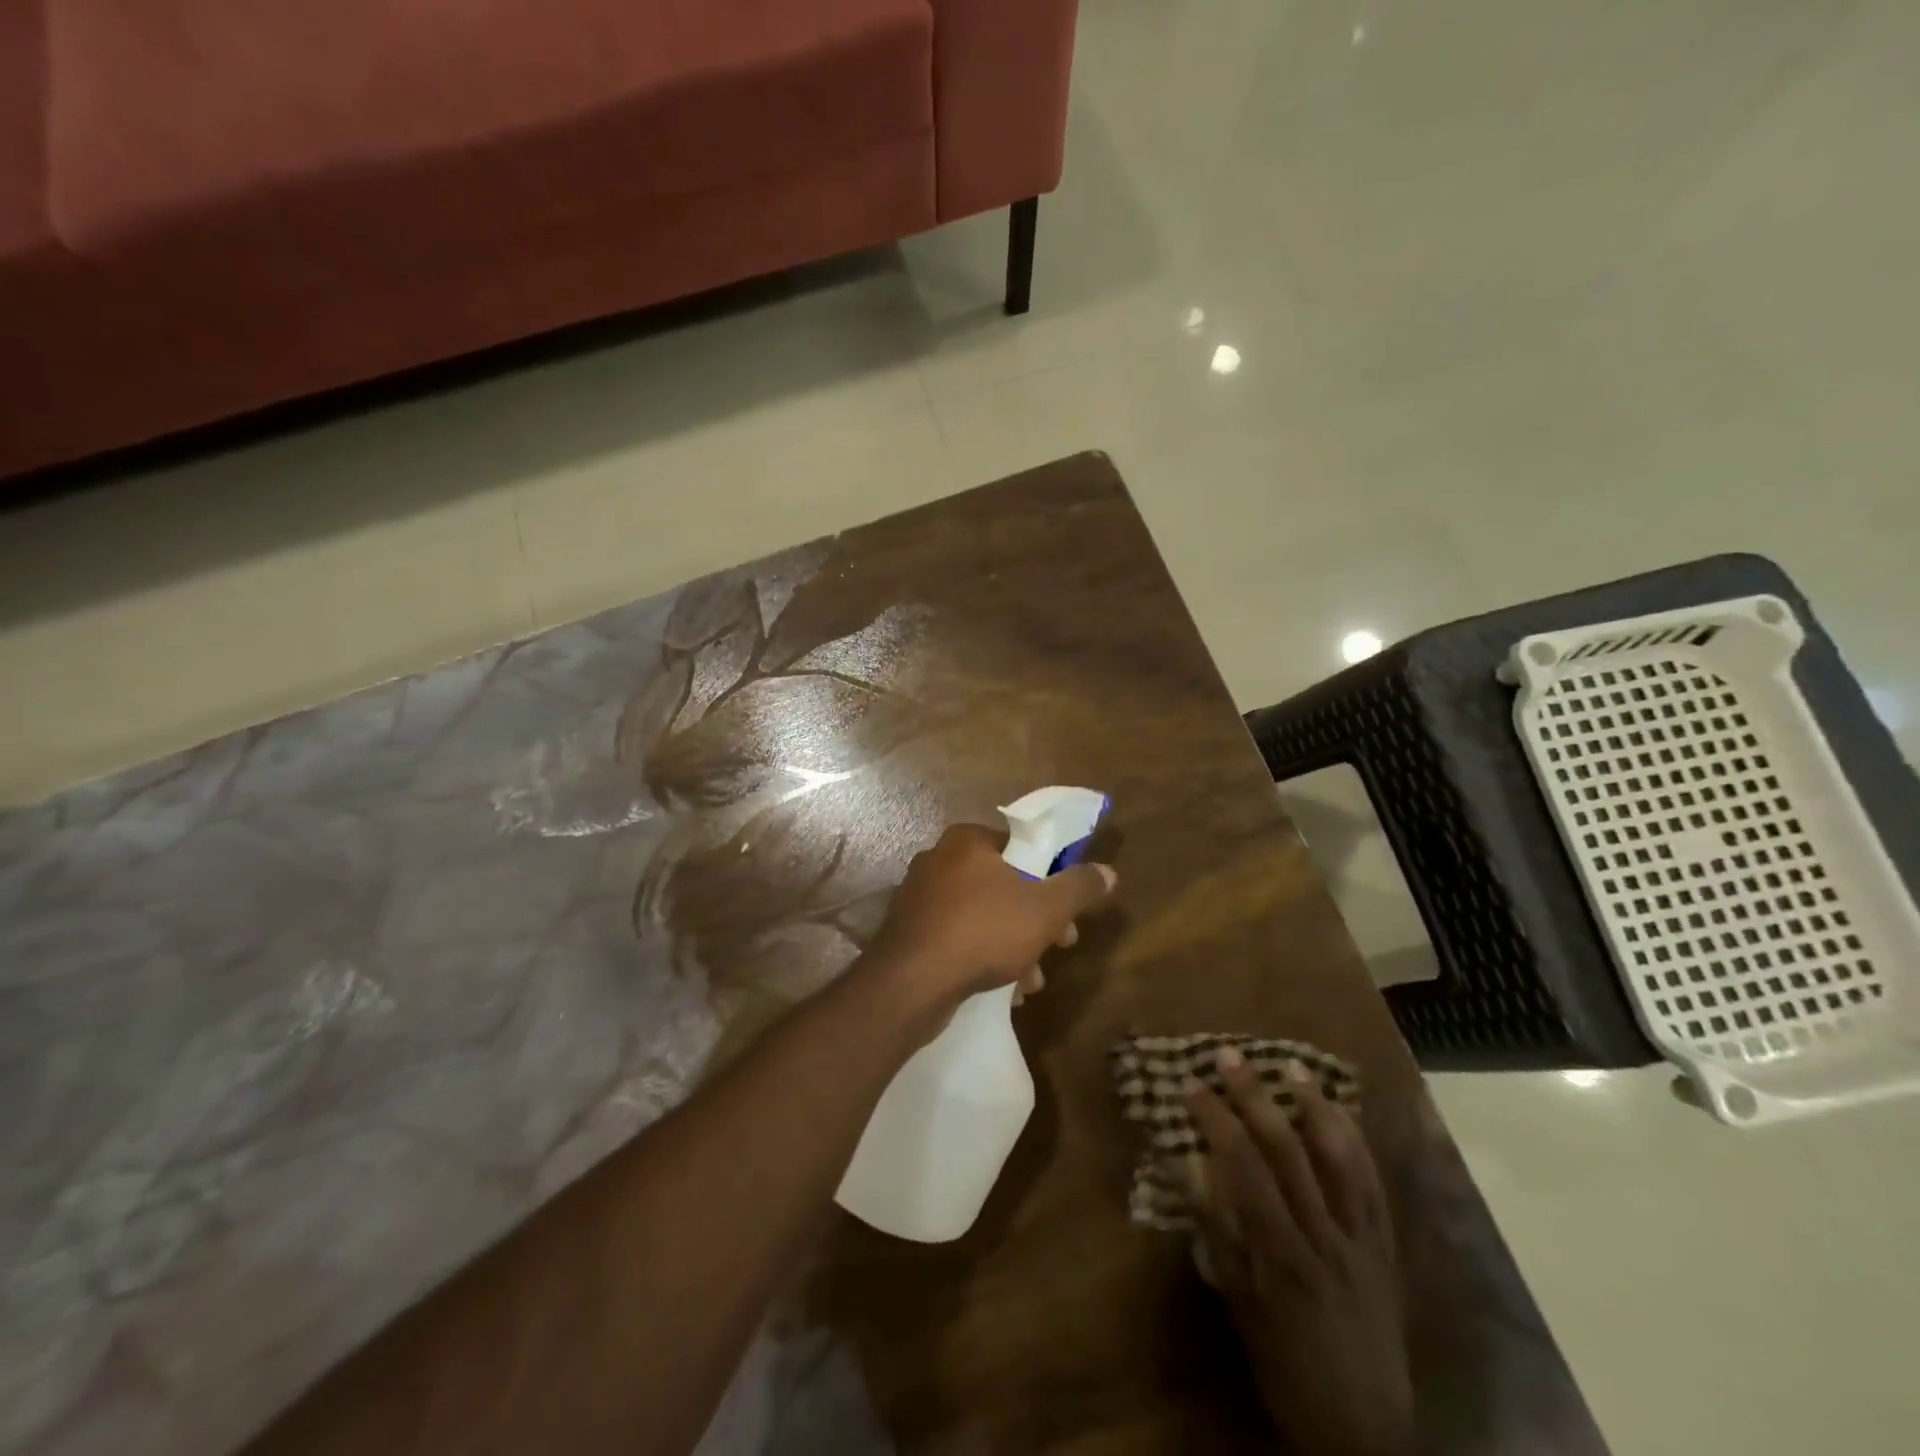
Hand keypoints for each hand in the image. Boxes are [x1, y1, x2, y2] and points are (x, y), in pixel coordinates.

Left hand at [865, 823, 1115, 1026]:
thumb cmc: (983, 931)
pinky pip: (958, 937)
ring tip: (1031, 982)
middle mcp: (938, 859)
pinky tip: (1003, 990)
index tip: (1069, 911)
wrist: (910, 983)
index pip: (1021, 847)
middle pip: (1004, 884)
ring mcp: (919, 896)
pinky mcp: (910, 931)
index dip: (1052, 878)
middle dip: (1036, 919)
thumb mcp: (1045, 909)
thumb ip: (1079, 887)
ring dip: (1014, 945)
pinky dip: (983, 956)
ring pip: (983, 915)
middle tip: (1059, 946)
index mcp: (967, 840)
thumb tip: (1108, 871)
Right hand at [1181, 1048, 1413, 1455]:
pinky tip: (1339, 1113)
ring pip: (1341, 1159)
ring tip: (1291, 1065)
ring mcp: (1363, 1239)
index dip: (1215, 1120)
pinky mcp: (1387, 1248)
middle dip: (1255, 1097)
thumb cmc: (1286, 1367)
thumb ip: (1217, 1234)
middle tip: (1229, 1056)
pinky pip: (1374, 1185)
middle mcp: (1326, 1236)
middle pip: (1288, 1150)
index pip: (1244, 1168)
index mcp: (1283, 1253)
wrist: (1364, 1431)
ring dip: (1314, 1106)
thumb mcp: (1240, 1306)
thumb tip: (1186, 1169)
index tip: (1190, 1085)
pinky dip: (1355, 1143)